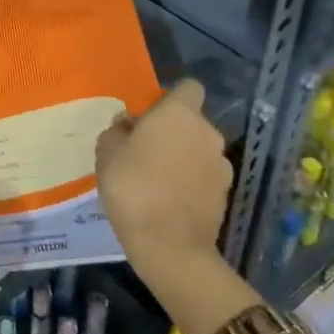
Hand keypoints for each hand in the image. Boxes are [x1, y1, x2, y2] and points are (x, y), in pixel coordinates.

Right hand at [96, 79, 232, 294]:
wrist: (170, 246)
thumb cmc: (133, 187)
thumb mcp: (107, 153)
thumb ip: (118, 130)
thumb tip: (129, 124)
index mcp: (180, 113)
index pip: (188, 87)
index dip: (171, 97)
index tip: (151, 115)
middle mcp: (207, 132)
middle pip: (192, 121)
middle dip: (174, 131)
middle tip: (146, 151)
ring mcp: (221, 165)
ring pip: (200, 150)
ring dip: (184, 157)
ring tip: (158, 180)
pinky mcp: (225, 194)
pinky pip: (205, 176)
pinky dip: (192, 182)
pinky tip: (170, 201)